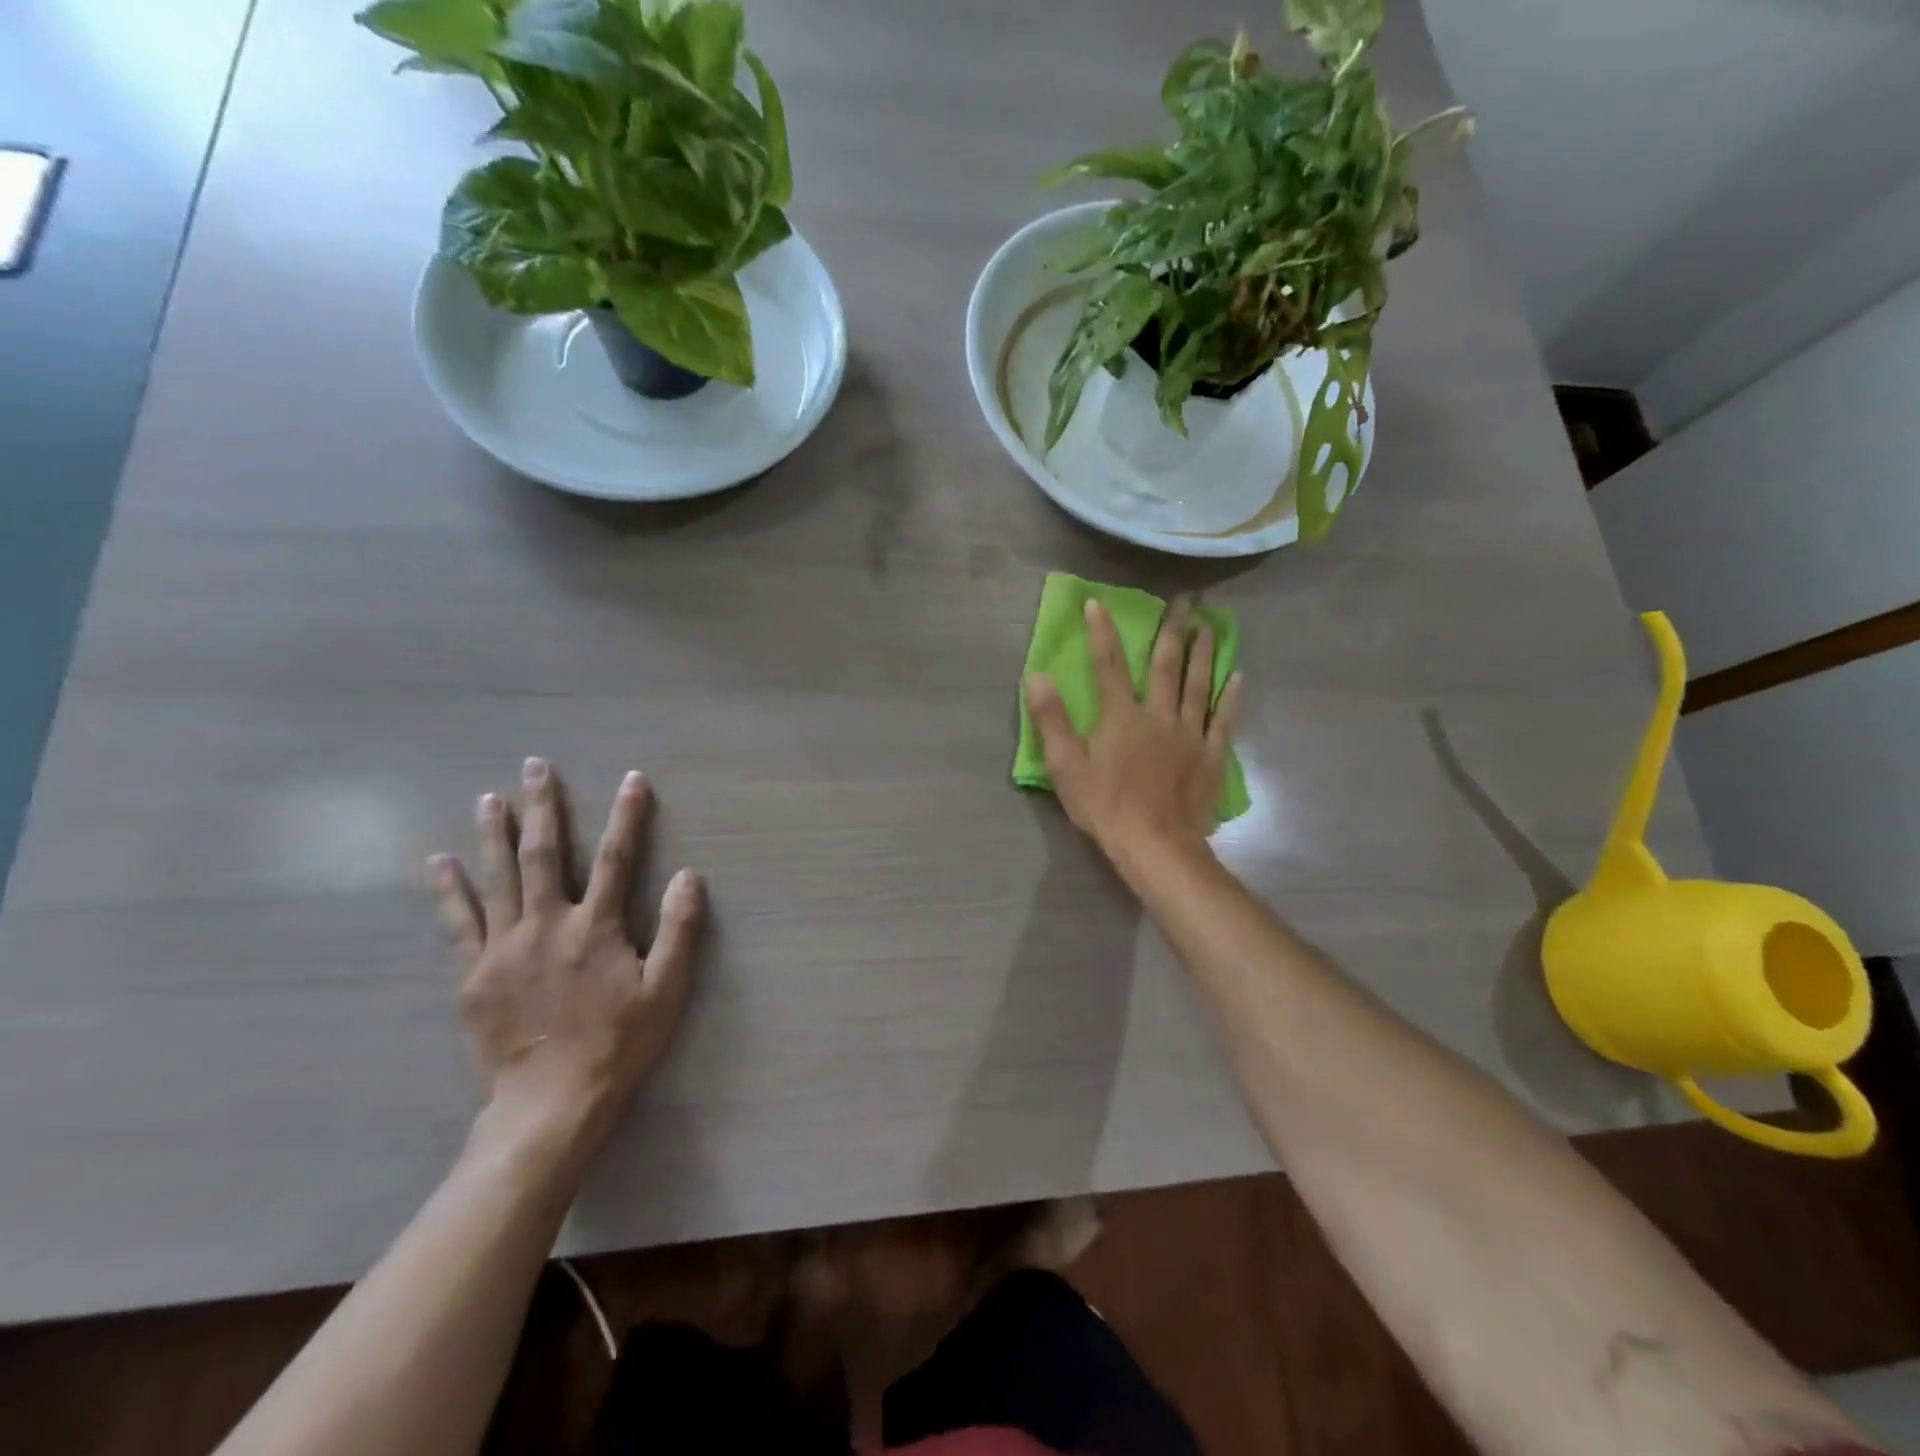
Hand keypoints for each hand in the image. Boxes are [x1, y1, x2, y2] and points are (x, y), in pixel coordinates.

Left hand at [429, 758, 704, 1174]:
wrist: (548, 1104)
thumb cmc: (617, 1044)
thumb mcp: (666, 991)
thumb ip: (680, 930)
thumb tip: (690, 875)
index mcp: (597, 927)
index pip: (618, 858)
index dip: (628, 816)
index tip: (632, 779)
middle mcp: (548, 925)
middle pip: (545, 854)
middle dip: (543, 807)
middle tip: (535, 767)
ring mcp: (504, 947)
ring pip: (498, 878)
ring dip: (494, 834)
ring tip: (490, 797)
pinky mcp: (473, 974)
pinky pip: (458, 922)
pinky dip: (448, 890)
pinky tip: (438, 862)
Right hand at [1025, 597, 1241, 871]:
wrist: (1155, 845)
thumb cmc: (1105, 807)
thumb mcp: (1065, 766)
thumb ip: (1051, 719)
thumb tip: (1037, 676)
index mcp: (1121, 716)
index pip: (1109, 665)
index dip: (1102, 632)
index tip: (1098, 603)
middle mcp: (1159, 715)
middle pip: (1167, 665)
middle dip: (1173, 629)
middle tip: (1185, 600)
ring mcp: (1190, 735)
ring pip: (1199, 685)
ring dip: (1204, 653)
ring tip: (1210, 626)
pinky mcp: (1210, 757)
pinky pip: (1223, 720)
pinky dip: (1231, 697)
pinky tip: (1238, 677)